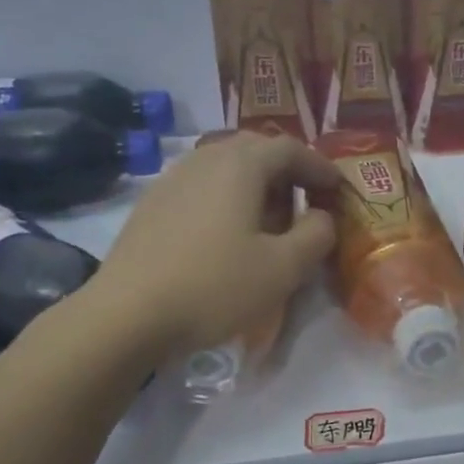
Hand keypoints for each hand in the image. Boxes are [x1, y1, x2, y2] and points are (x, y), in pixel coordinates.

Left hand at [79, 132, 337, 362]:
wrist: (125, 316)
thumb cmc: (214, 286)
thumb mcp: (284, 267)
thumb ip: (317, 234)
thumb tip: (322, 216)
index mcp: (240, 166)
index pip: (291, 148)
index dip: (320, 166)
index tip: (338, 190)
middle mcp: (205, 159)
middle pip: (256, 149)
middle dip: (288, 170)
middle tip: (307, 200)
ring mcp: (172, 179)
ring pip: (225, 166)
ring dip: (256, 184)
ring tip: (270, 219)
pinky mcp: (151, 205)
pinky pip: (201, 186)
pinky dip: (226, 197)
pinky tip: (227, 234)